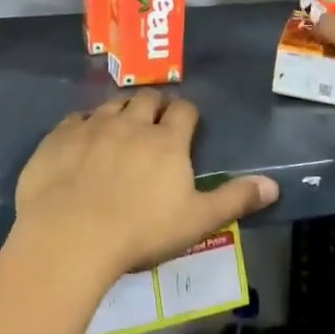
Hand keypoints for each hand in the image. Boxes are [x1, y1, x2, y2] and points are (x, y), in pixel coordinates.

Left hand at [13, 91, 278, 287]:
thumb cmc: (141, 231)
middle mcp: (130, 124)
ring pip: (111, 104)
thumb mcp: (197, 221)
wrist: (71, 234)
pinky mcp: (59, 137)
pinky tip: (81, 138)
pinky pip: (74, 119)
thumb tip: (274, 185)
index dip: (186, 113)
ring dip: (119, 110)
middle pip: (147, 99)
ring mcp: (92, 127)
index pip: (183, 111)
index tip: (186, 122)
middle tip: (154, 120)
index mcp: (167, 141)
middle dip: (154, 104)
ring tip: (120, 125)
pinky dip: (82, 124)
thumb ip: (235, 199)